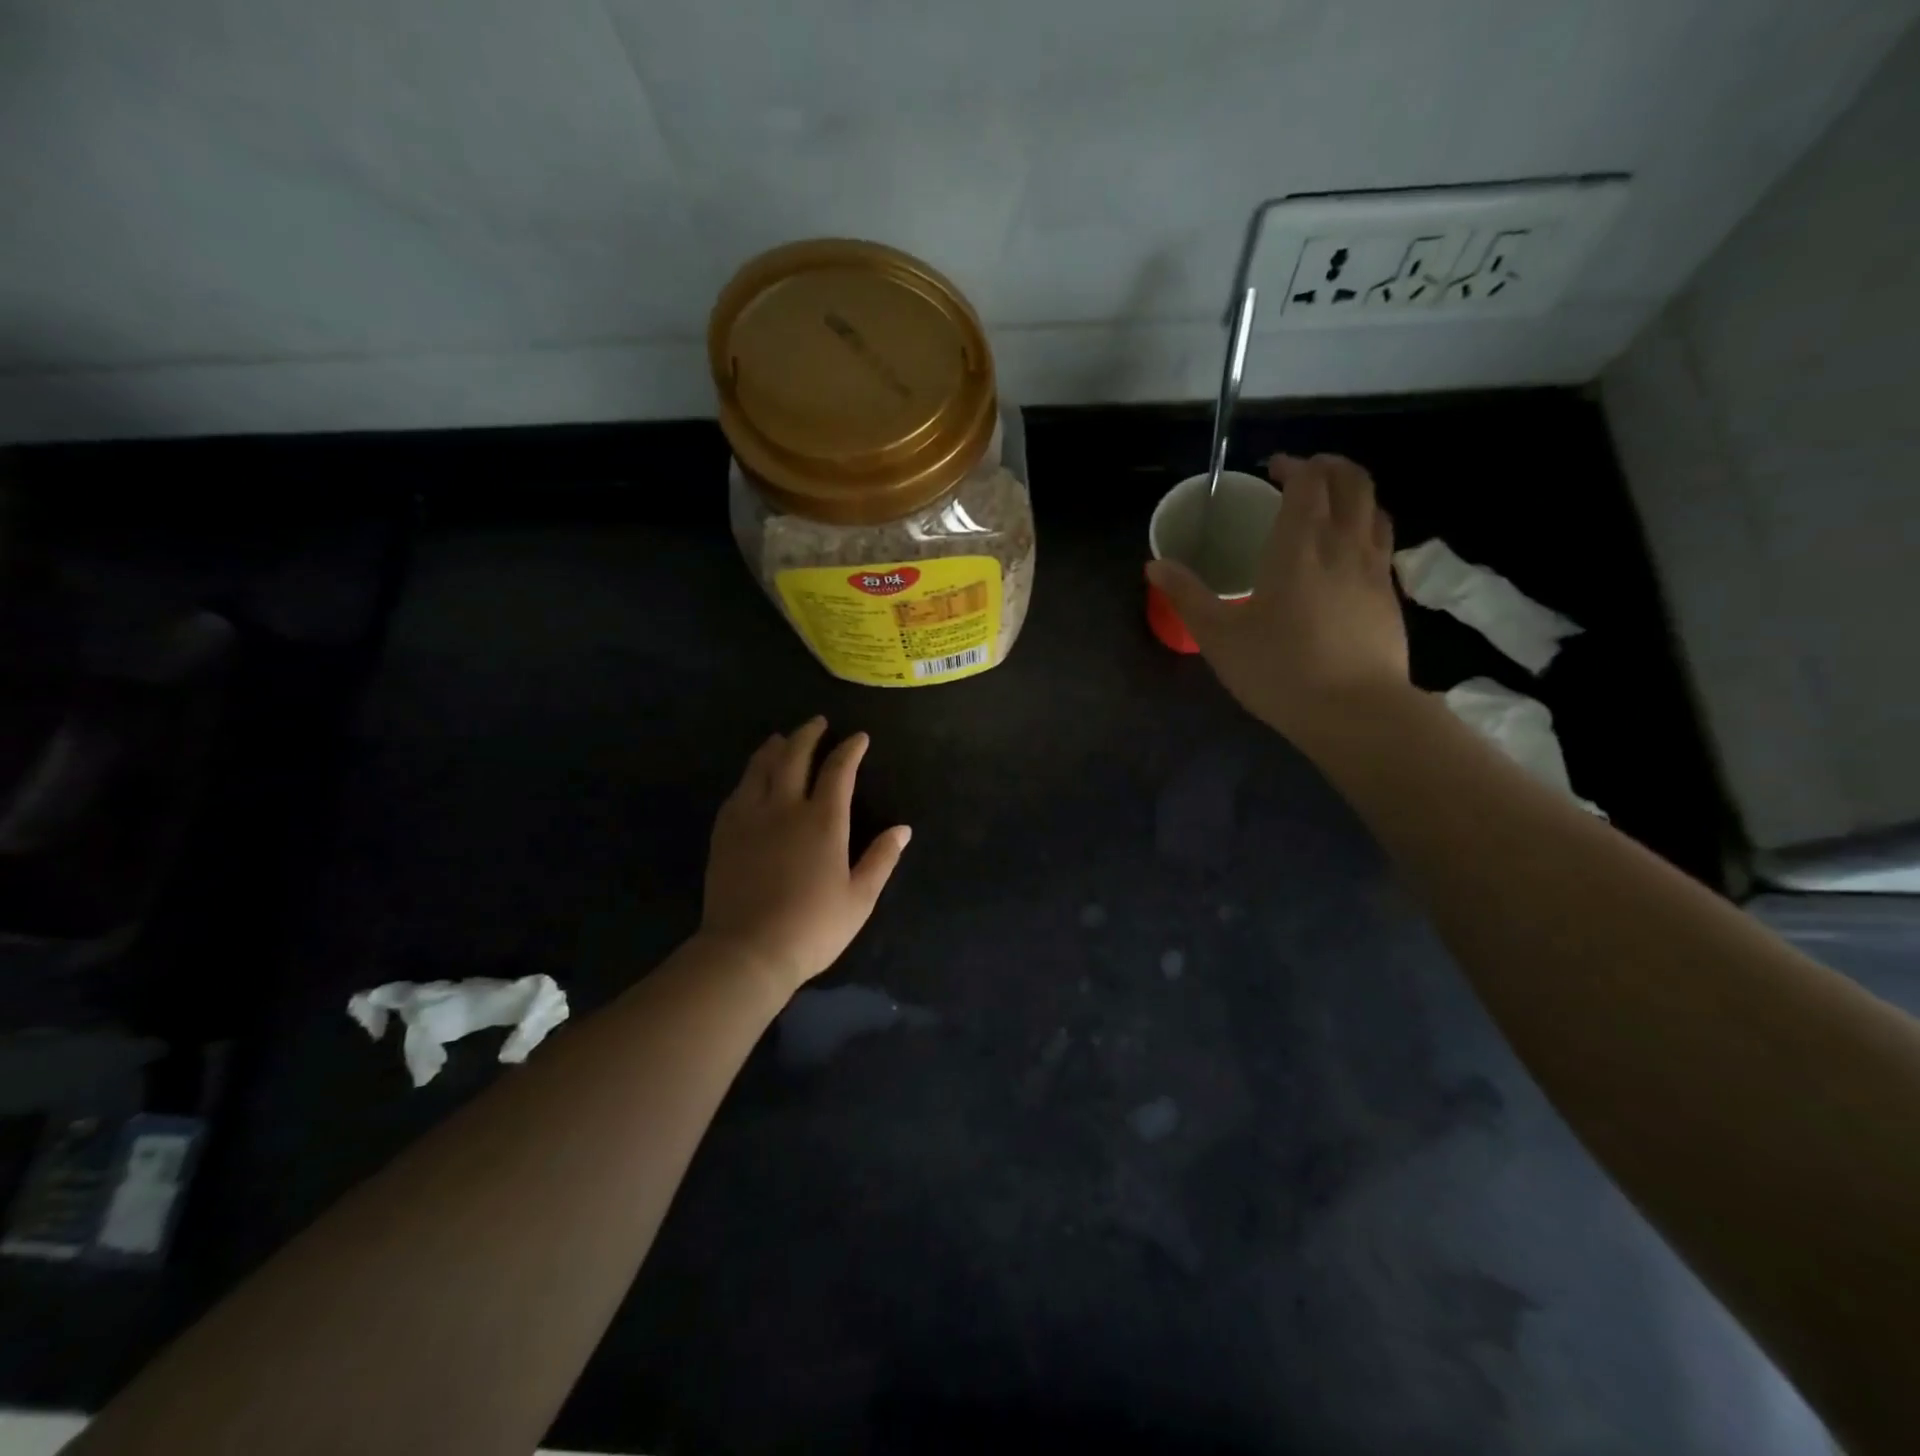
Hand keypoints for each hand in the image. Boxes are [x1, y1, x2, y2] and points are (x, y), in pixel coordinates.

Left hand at [699, 717, 910, 994]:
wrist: (747, 951)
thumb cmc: (812, 927)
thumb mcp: (860, 898)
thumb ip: (882, 859)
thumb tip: (903, 829)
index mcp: (824, 821)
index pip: (838, 771)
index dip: (850, 749)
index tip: (858, 737)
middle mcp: (785, 807)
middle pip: (794, 756)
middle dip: (808, 735)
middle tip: (818, 722)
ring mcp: (750, 817)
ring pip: (761, 767)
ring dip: (775, 747)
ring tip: (783, 737)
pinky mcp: (725, 832)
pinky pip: (738, 791)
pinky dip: (750, 774)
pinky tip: (753, 776)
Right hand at [1146, 453, 1411, 748]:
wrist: (1355, 712)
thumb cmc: (1279, 669)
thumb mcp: (1219, 636)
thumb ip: (1187, 595)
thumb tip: (1154, 564)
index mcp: (1299, 544)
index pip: (1308, 481)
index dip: (1293, 465)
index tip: (1273, 469)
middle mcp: (1344, 543)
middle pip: (1352, 481)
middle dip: (1329, 466)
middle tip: (1302, 474)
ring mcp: (1374, 568)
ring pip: (1374, 508)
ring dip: (1352, 493)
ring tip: (1328, 505)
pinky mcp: (1389, 595)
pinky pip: (1382, 541)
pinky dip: (1365, 527)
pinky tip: (1345, 554)